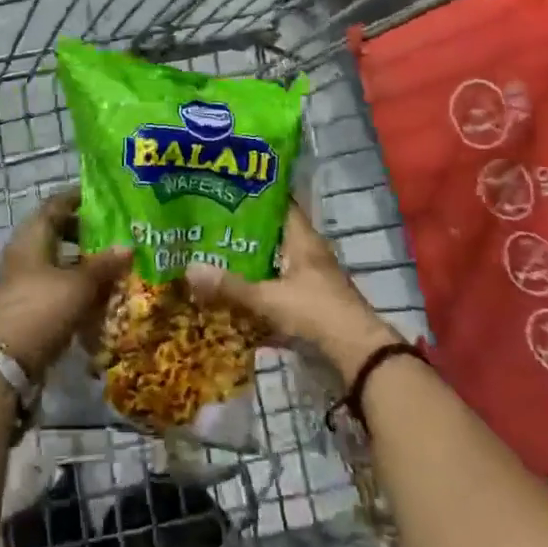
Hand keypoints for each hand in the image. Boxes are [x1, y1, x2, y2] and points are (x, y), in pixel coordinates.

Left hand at [0, 189, 129, 379]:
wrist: (4, 363)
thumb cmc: (42, 309)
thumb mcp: (80, 285)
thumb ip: (104, 265)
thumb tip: (128, 246)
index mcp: (32, 236)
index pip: (55, 204)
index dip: (78, 198)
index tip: (102, 198)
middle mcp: (22, 252)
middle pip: (54, 232)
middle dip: (82, 232)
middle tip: (111, 234)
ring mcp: (19, 280)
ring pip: (53, 260)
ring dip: (78, 261)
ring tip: (107, 266)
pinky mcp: (22, 306)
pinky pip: (50, 285)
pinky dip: (70, 285)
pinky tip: (92, 296)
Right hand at [183, 201, 400, 380]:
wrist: (358, 355)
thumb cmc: (316, 312)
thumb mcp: (269, 299)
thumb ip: (231, 287)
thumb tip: (189, 269)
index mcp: (303, 240)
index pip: (280, 205)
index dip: (255, 196)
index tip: (225, 191)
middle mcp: (308, 254)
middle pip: (272, 237)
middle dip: (243, 234)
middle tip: (208, 228)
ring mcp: (311, 281)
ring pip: (274, 266)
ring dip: (250, 266)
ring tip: (214, 261)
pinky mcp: (310, 306)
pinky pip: (278, 293)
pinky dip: (259, 296)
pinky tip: (234, 300)